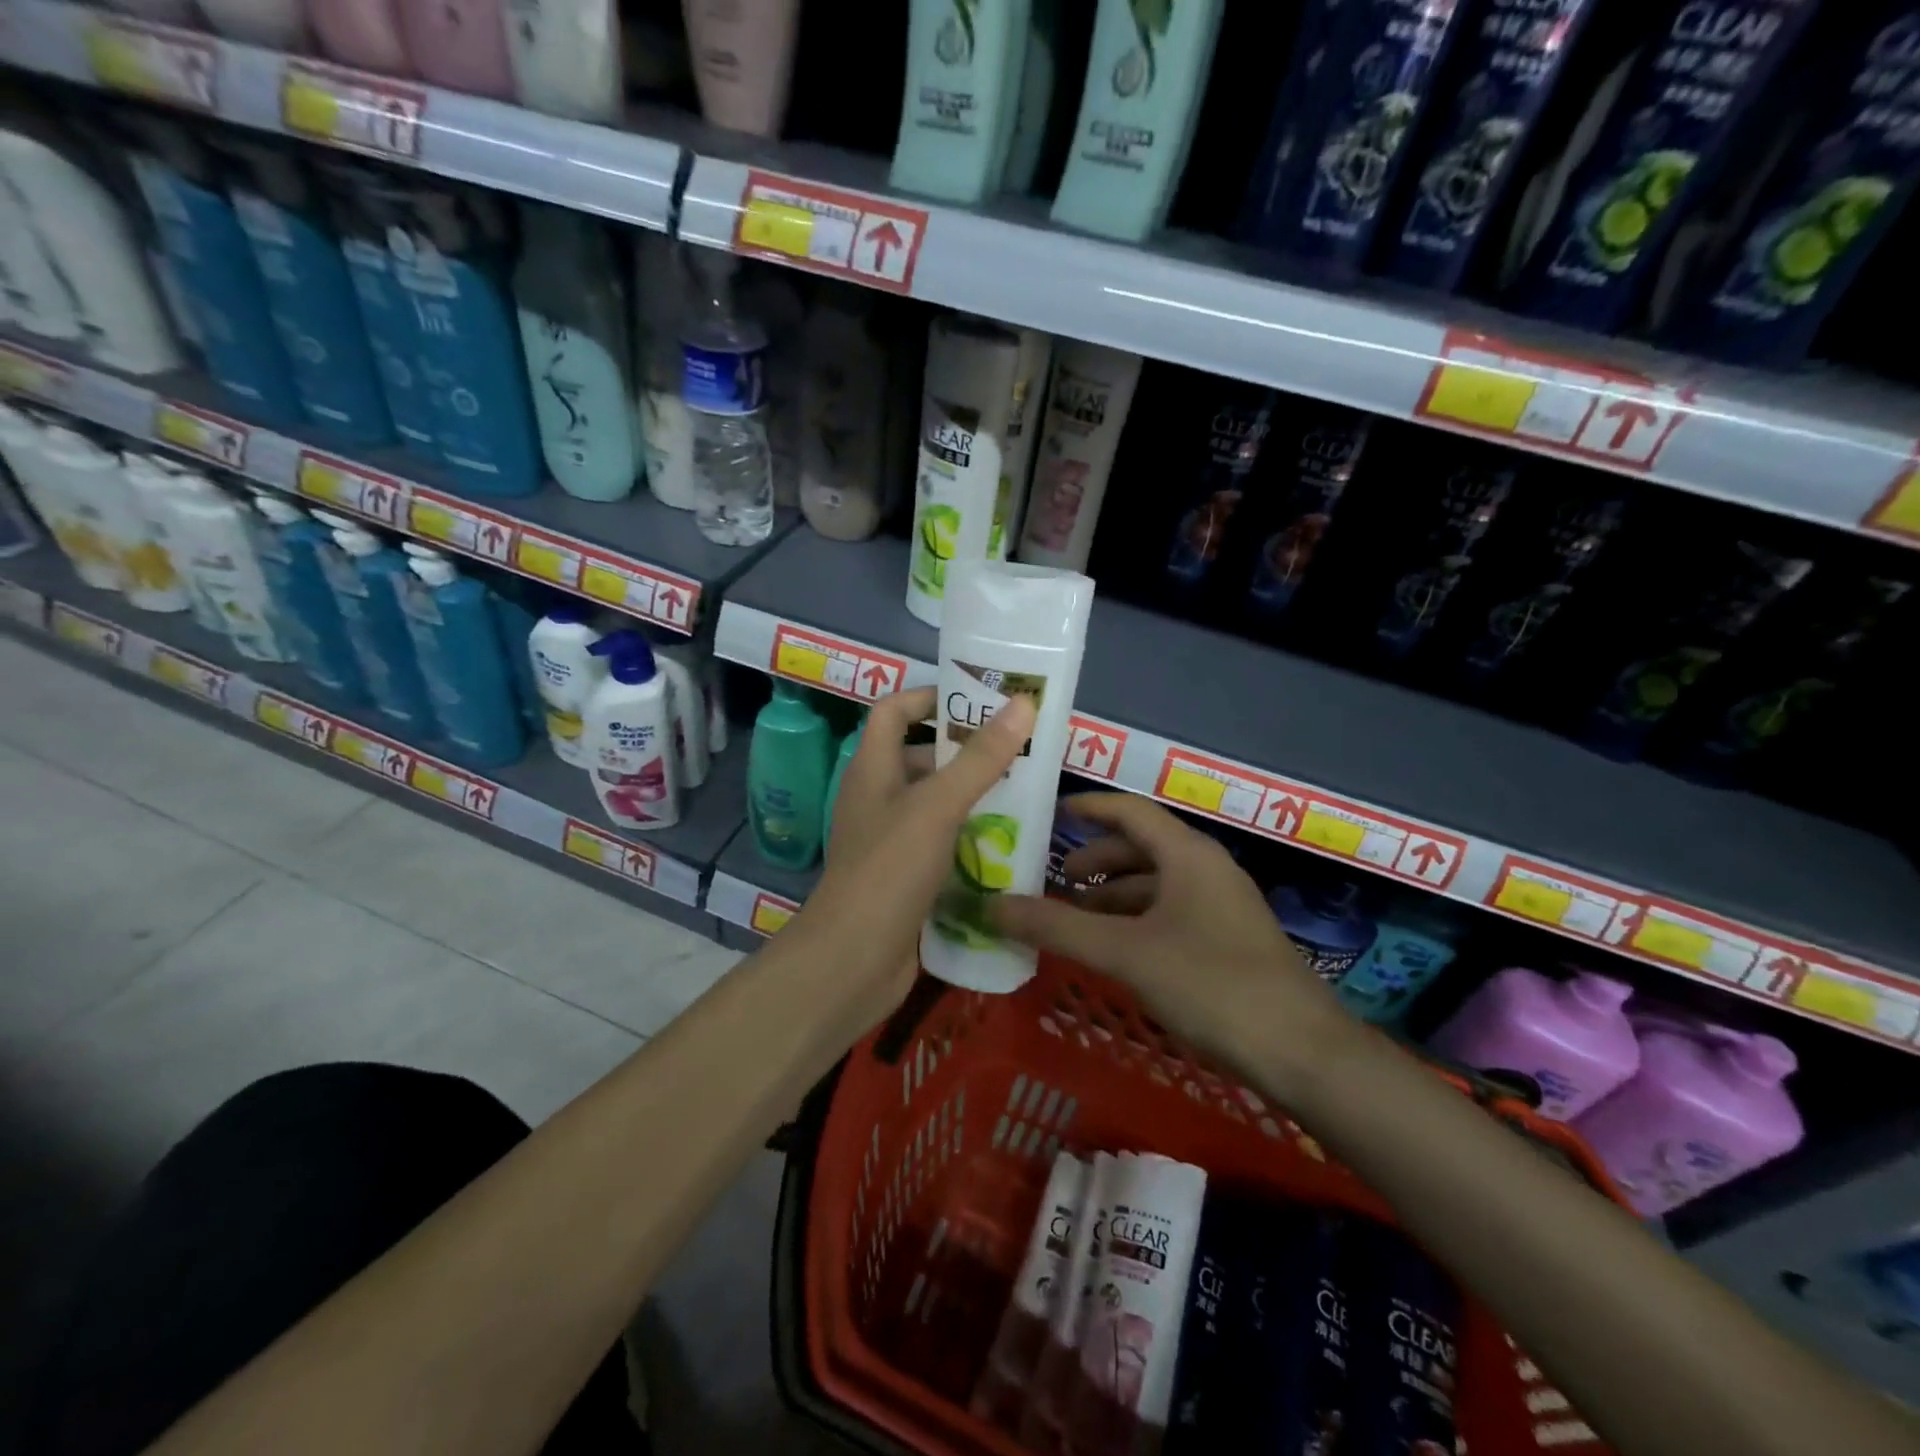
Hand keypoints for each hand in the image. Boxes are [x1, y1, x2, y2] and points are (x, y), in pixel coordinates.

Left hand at [787, 686, 1036, 1041]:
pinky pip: (941, 846)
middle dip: (966, 752)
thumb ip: (980, 758)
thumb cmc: (889, 870)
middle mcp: (877, 799)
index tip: (977, 700)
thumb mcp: (937, 806)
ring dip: (974, 798)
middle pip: (920, 759)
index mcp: (872, 770)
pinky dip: (969, 840)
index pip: (894, 711)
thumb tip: (1022, 703)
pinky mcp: (904, 879)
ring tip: (1025, 794)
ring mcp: (889, 842)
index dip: (930, 697)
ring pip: (935, 806)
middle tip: (1019, 751)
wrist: (853, 961)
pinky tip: (1008, 846)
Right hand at [990, 793, 1347, 1076]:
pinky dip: (1135, 920)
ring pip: (1156, 884)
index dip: (1088, 807)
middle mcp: (1206, 869)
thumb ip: (1058, 927)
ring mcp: (1222, 906)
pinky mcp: (1228, 941)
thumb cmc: (1212, 984)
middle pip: (1142, 847)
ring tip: (1075, 917)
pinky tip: (1116, 950)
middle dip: (1096, 859)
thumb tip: (993, 905)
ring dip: (1114, 894)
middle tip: (1054, 879)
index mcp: (1188, 854)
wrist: (1303, 1053)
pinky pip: (1170, 913)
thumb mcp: (1126, 953)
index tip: (1049, 812)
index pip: (1130, 810)